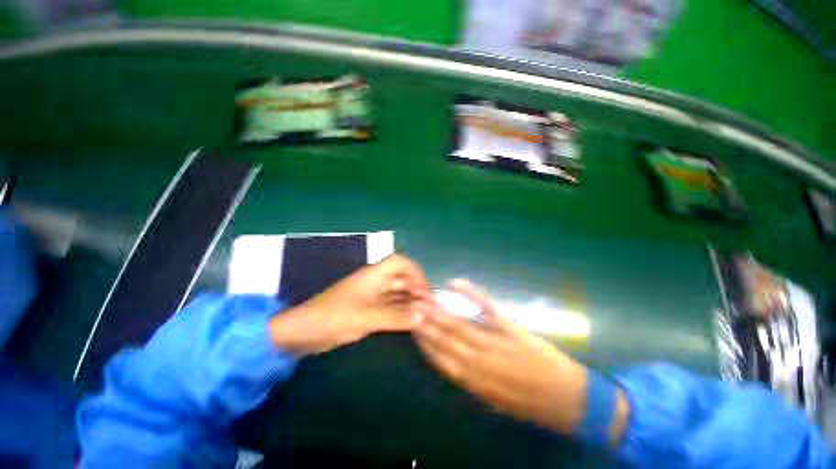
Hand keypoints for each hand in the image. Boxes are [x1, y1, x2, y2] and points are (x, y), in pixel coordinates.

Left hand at [269, 254, 429, 355]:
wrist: (303, 333)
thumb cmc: (333, 318)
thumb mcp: (366, 318)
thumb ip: (395, 316)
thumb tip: (423, 315)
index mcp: (374, 275)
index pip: (400, 262)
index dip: (416, 272)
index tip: (425, 291)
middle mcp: (375, 282)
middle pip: (402, 278)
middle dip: (417, 290)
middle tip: (430, 308)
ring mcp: (372, 296)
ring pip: (397, 293)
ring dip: (411, 302)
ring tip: (425, 316)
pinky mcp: (369, 309)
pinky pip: (391, 306)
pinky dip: (401, 312)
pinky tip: (411, 322)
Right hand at [412, 280, 628, 443]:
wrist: (569, 400)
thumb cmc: (530, 404)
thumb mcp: (496, 402)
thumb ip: (473, 382)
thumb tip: (452, 364)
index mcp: (476, 382)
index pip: (442, 359)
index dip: (425, 342)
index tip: (412, 327)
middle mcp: (481, 361)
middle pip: (447, 338)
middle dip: (427, 323)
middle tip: (412, 307)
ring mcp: (495, 341)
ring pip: (459, 324)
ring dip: (440, 311)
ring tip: (424, 299)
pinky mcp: (510, 326)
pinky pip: (486, 307)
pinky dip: (471, 294)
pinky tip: (456, 283)